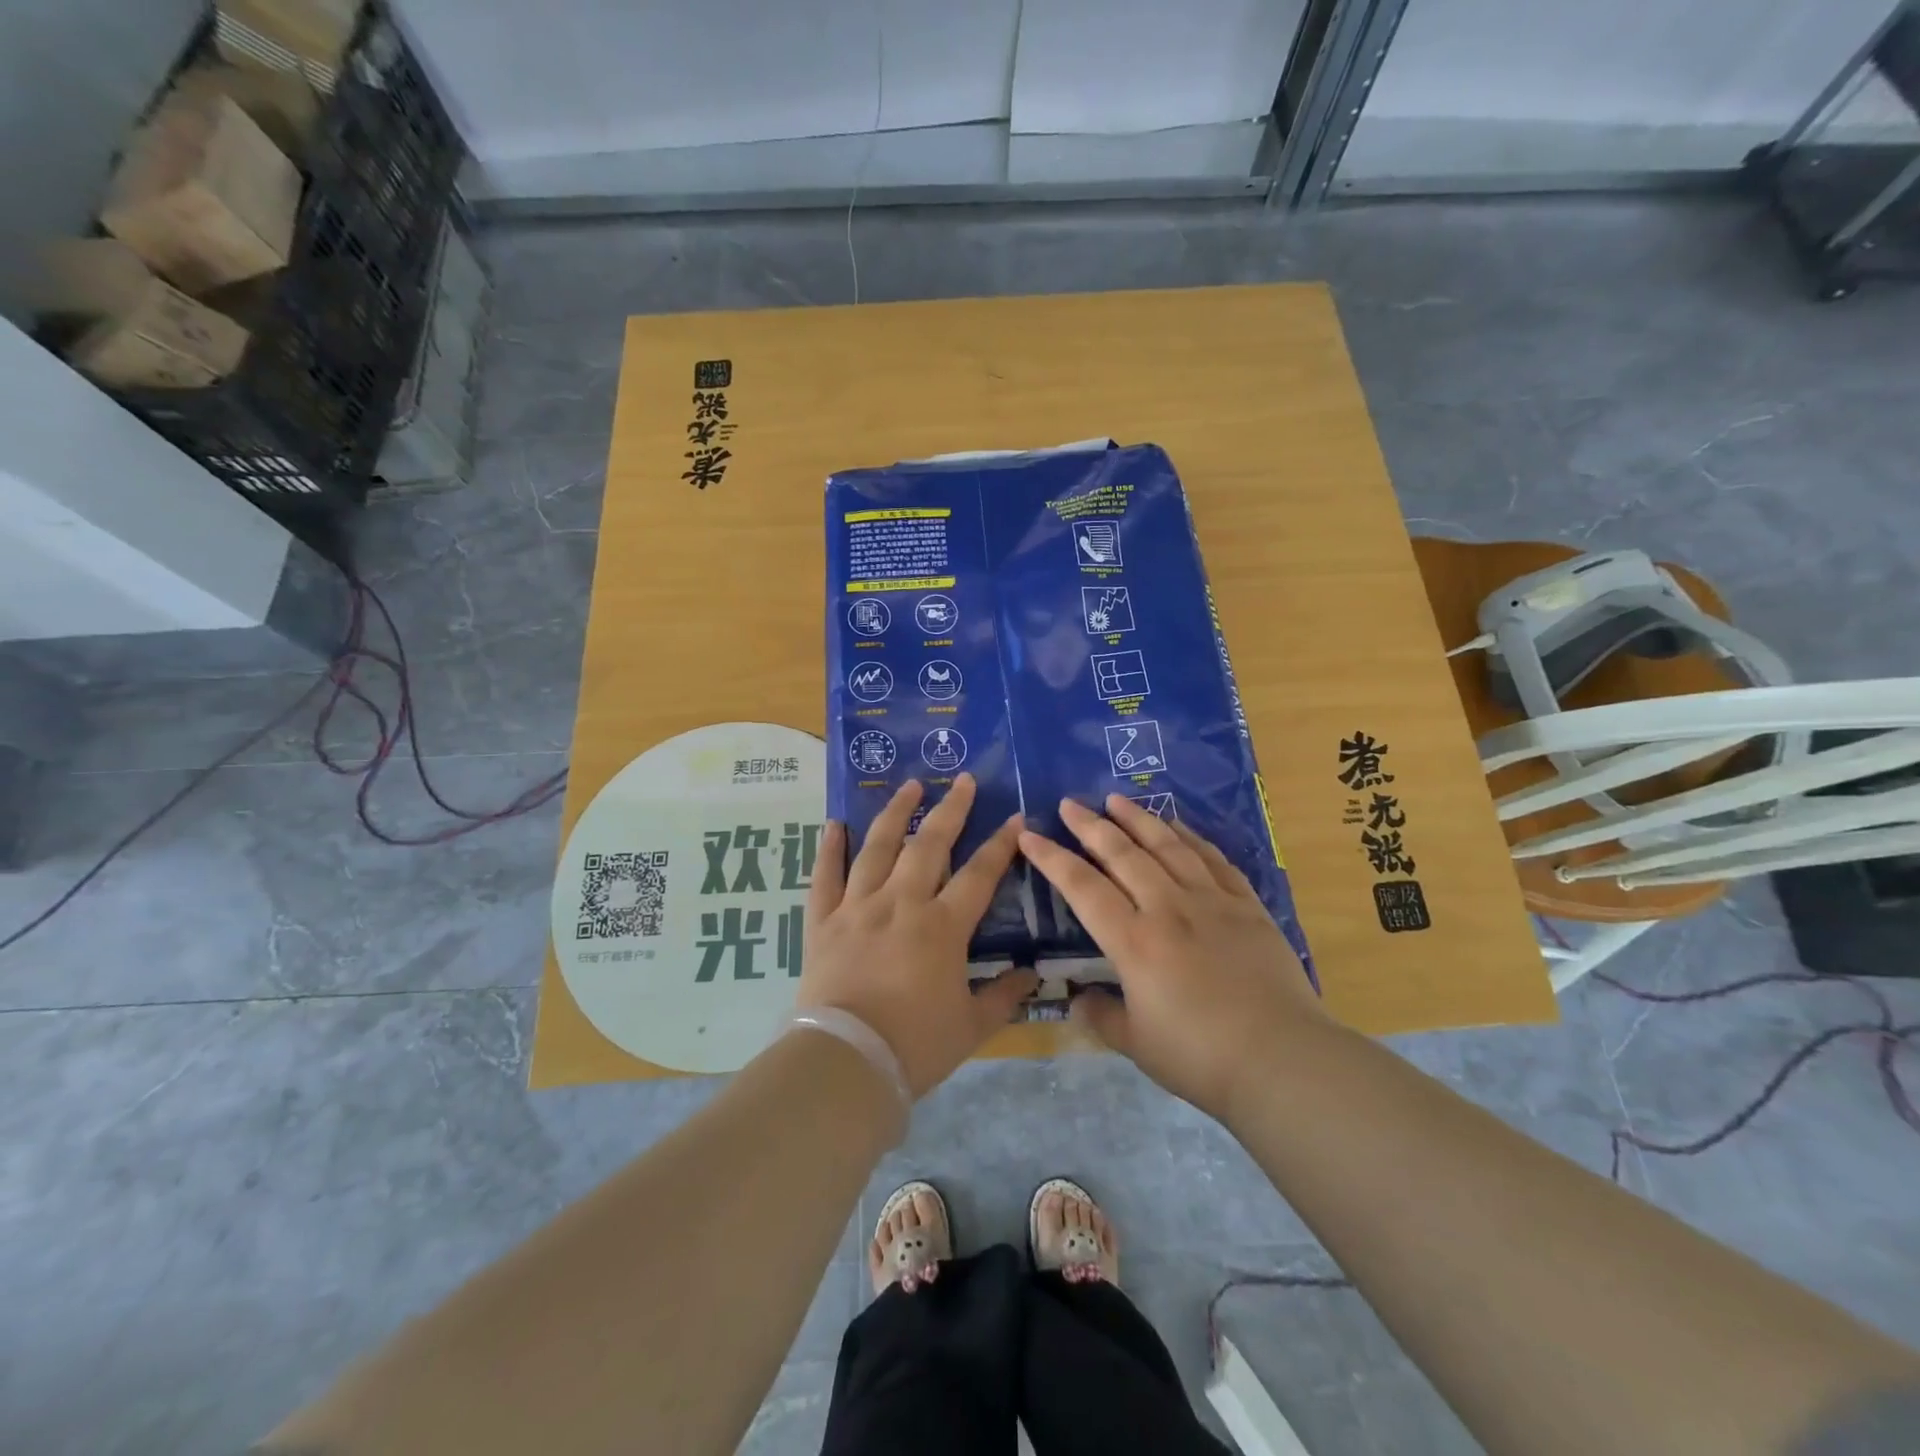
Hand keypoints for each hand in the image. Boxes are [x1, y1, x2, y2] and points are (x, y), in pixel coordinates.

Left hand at [797, 774, 1037, 1097]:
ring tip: (909, 785)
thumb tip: (1032, 975)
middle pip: (929, 845)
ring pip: (879, 847)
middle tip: (961, 780)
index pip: (979, 874)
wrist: (846, 1062)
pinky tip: (834, 824)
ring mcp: (858, 907)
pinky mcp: (823, 921)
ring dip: (896, 813)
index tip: (1014, 817)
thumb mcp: (972, 1026)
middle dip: (950, 809)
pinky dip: (829, 849)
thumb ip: (1003, 995)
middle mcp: (901, 903)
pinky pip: (825, 876)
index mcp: (942, 926)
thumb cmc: (916, 1045)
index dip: (1000, 845)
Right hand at [1019, 796, 1328, 1122]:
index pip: (1082, 888)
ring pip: (1168, 846)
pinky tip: (1177, 827)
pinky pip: (1213, 859)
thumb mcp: (1137, 1045)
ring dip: (1138, 819)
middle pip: (1123, 854)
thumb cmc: (1200, 1057)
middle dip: (1091, 825)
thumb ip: (1102, 1016)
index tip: (1030, 835)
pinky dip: (1190, 837)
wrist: (1283, 1060)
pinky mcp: (1247, 906)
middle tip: (1070, 803)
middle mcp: (1168, 909)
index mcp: (1134, 942)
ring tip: (1116, 799)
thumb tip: (1080, 997)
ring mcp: (1211, 901)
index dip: (1052, 858)